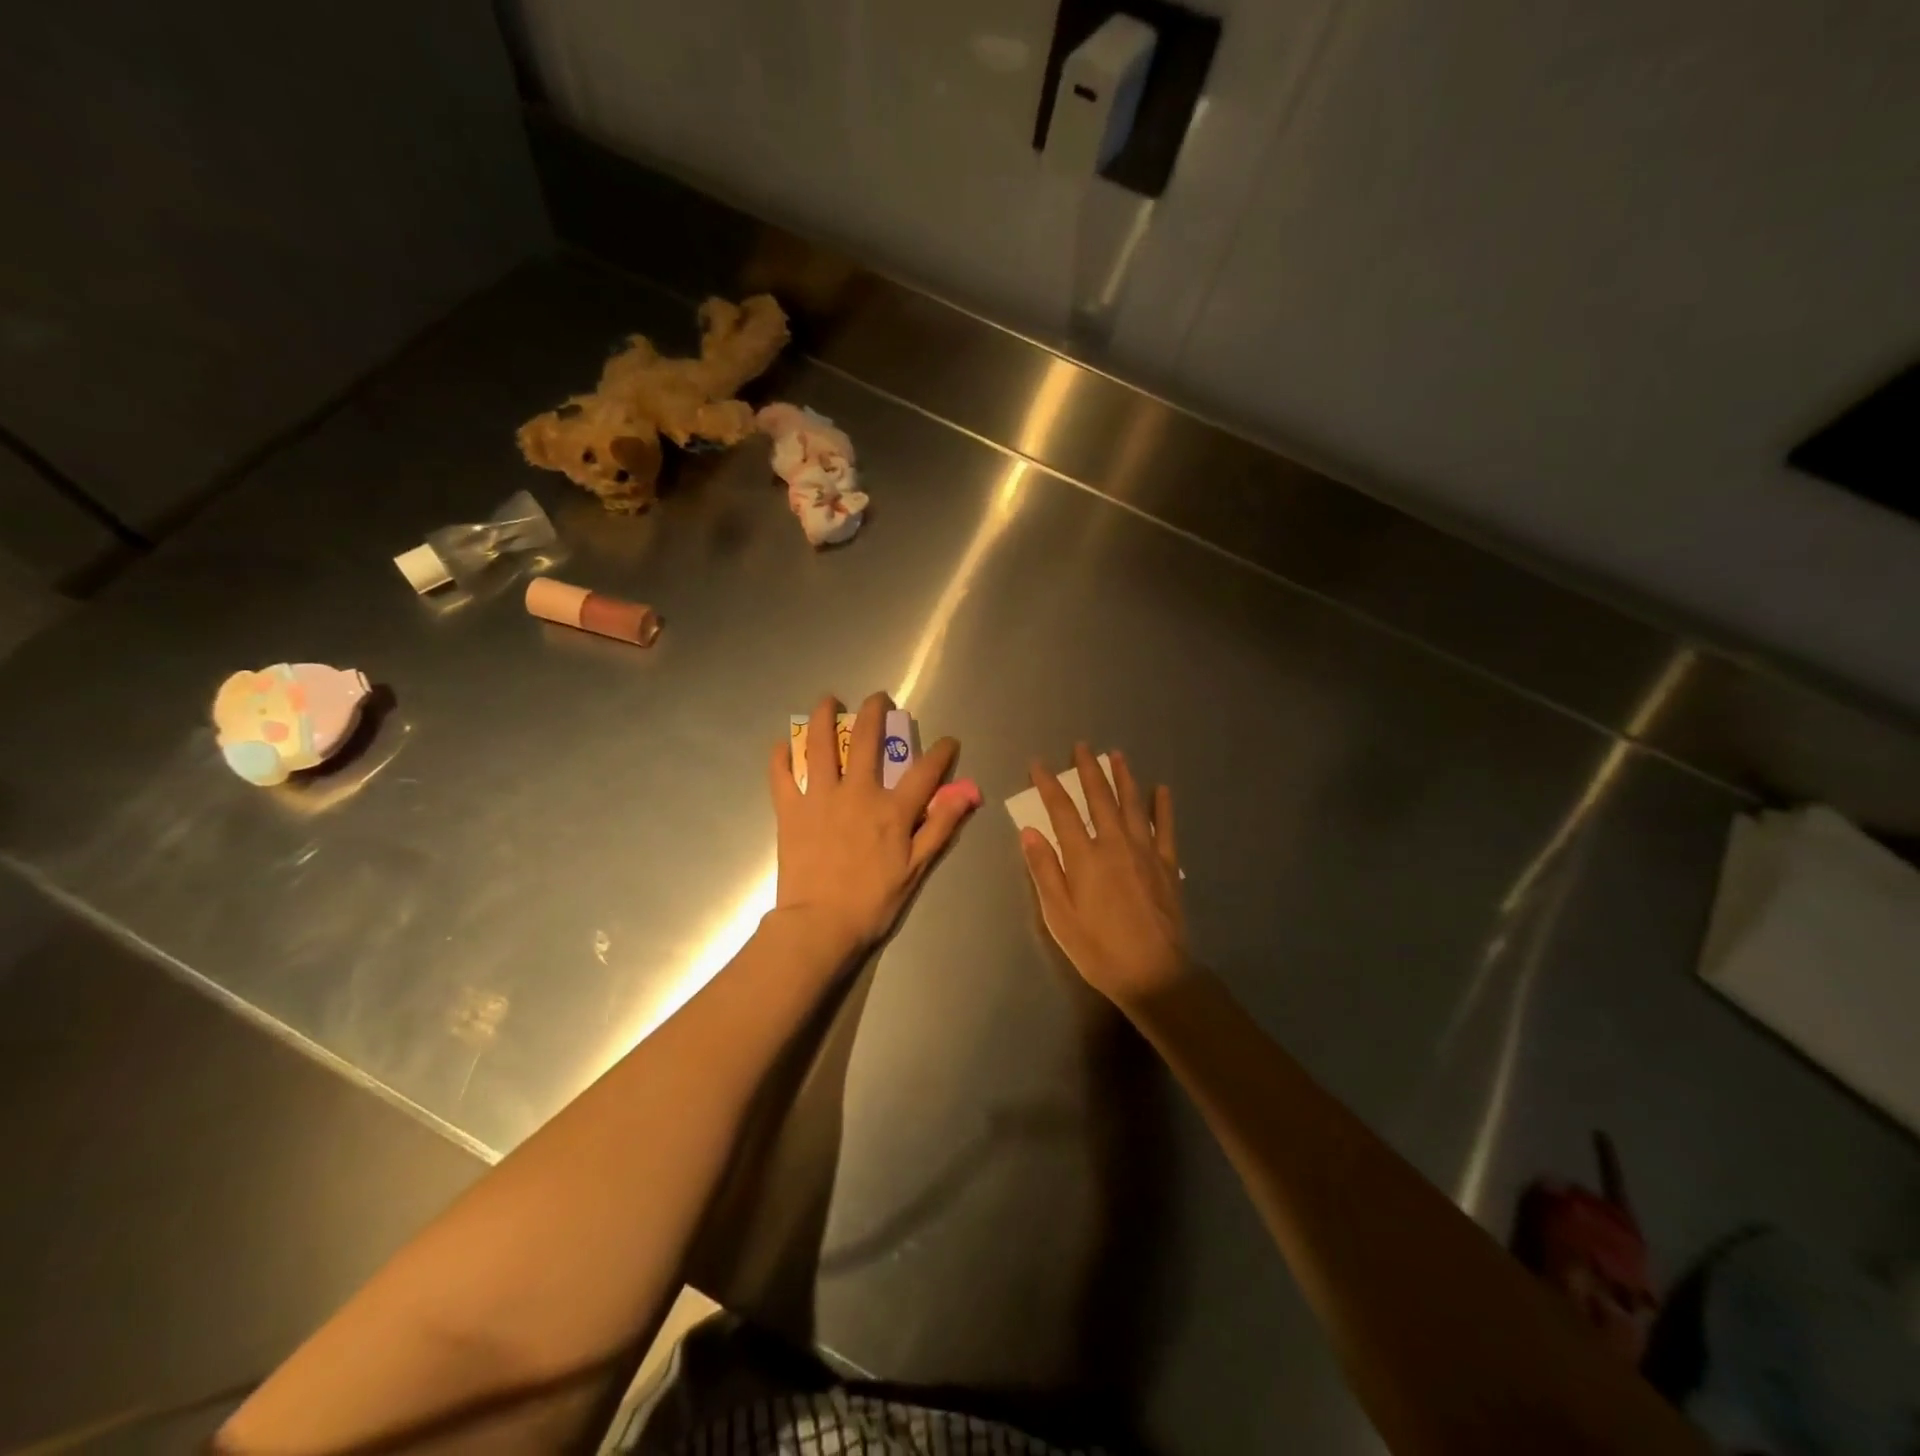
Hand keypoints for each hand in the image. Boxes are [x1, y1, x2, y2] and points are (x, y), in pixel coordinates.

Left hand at [769, 693, 978, 957]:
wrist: (819, 925)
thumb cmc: (871, 901)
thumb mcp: (916, 868)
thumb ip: (940, 826)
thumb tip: (966, 794)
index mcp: (891, 810)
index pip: (925, 771)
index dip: (941, 753)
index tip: (948, 742)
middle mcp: (857, 792)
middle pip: (866, 741)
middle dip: (874, 713)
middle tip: (877, 698)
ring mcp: (820, 798)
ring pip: (820, 746)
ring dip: (824, 718)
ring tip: (827, 700)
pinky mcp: (790, 810)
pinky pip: (782, 776)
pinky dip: (781, 757)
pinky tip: (783, 744)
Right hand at [1020, 744, 1190, 1007]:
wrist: (1153, 973)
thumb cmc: (1098, 948)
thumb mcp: (1059, 916)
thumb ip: (1045, 870)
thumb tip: (1029, 832)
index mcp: (1084, 857)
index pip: (1061, 811)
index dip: (1048, 785)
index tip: (1038, 764)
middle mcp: (1115, 844)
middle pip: (1099, 798)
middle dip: (1087, 770)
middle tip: (1081, 746)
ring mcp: (1145, 852)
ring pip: (1132, 804)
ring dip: (1123, 777)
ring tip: (1116, 755)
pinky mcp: (1167, 865)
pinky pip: (1165, 827)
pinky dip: (1163, 806)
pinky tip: (1161, 789)